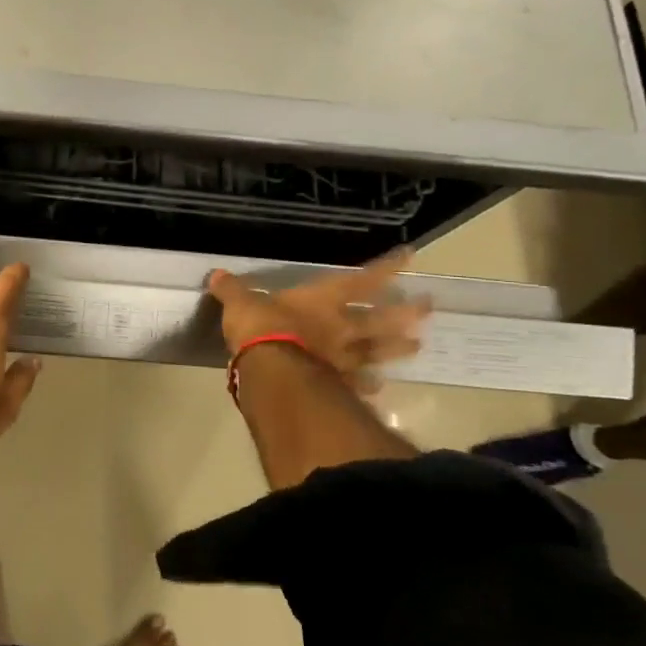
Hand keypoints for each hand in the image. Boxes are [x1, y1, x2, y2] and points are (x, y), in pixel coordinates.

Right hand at [207, 250, 429, 382]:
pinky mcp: (339, 385)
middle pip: (382, 319)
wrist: (273, 372)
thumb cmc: (262, 328)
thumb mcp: (241, 304)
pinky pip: (360, 384)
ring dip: (398, 349)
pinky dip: (370, 386)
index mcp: (323, 300)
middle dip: (406, 312)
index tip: (411, 256)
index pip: (362, 280)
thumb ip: (233, 290)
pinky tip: (379, 389)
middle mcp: (342, 327)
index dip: (386, 268)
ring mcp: (344, 358)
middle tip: (429, 308)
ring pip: (378, 351)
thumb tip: (216, 274)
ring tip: (418, 347)